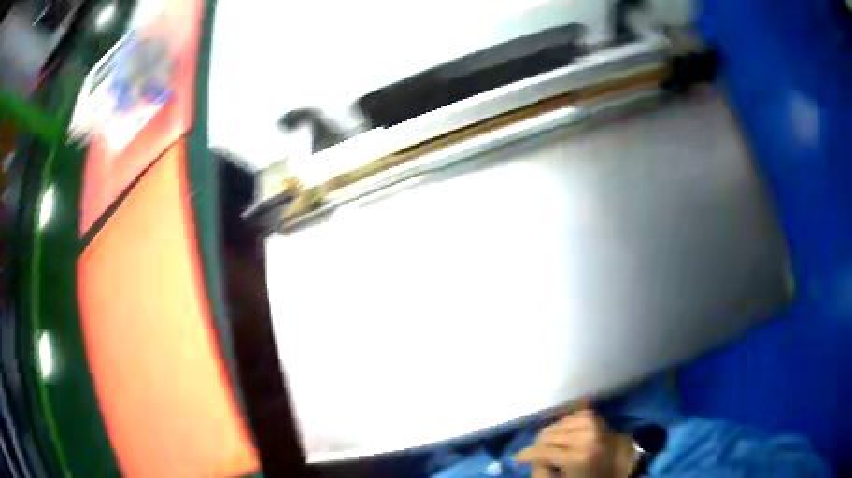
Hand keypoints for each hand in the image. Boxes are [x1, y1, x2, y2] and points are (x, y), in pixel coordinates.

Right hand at [515, 404, 636, 477]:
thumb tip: (533, 458)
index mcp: (579, 455)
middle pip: (551, 434)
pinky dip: (566, 422)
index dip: (527, 455)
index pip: (543, 450)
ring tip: (546, 444)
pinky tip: (562, 431)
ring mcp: (596, 426)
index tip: (516, 460)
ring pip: (561, 423)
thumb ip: (544, 468)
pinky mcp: (600, 420)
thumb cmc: (587, 477)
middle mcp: (588, 436)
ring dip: (551, 433)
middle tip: (532, 453)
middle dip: (538, 444)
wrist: (618, 471)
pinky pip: (576, 415)